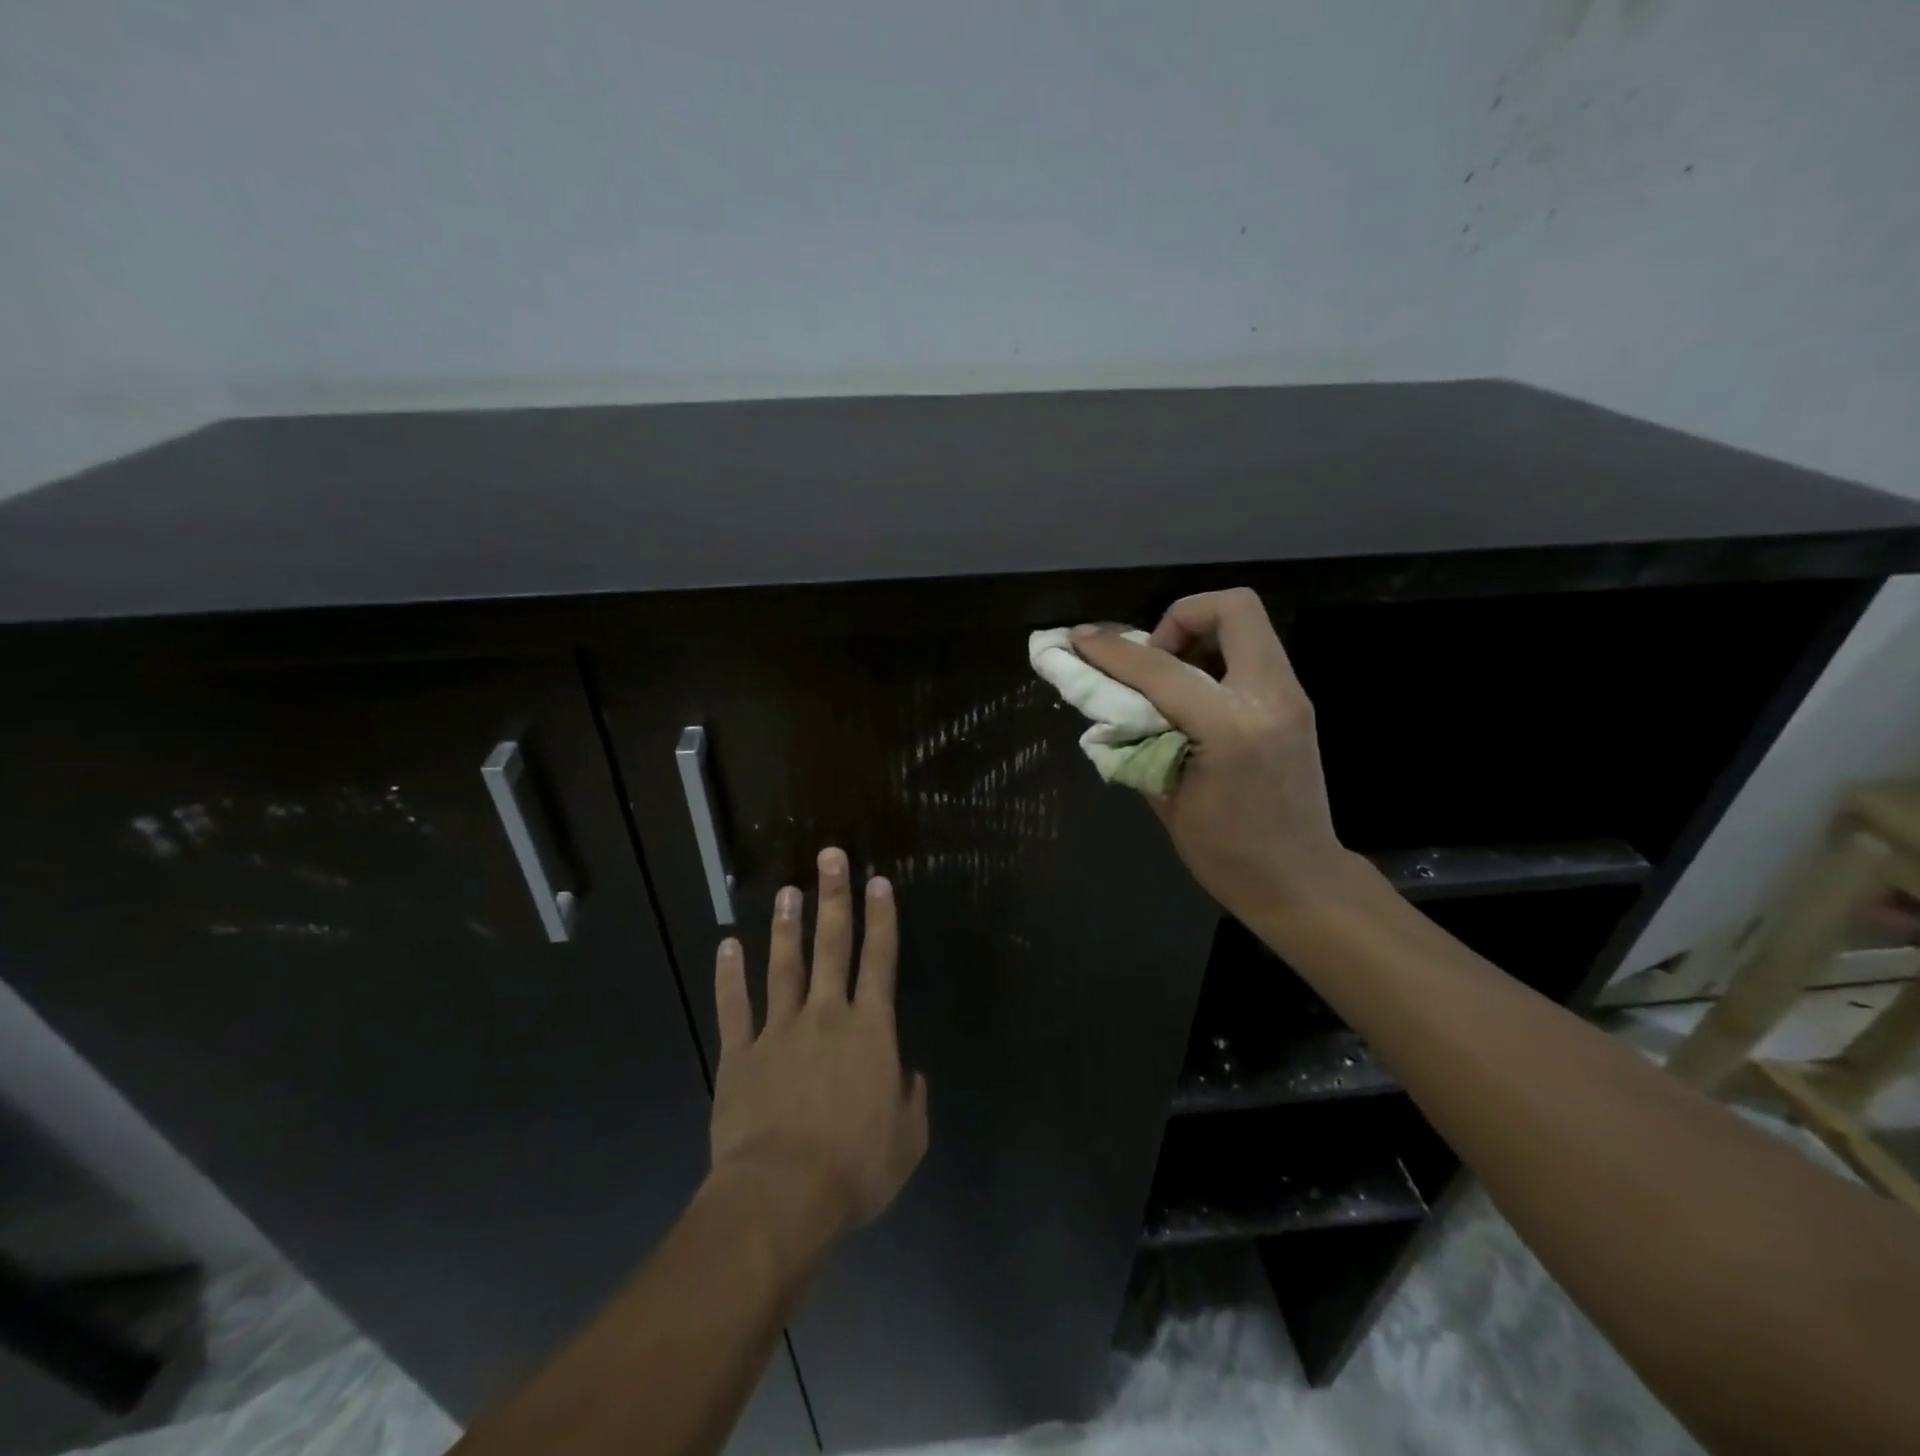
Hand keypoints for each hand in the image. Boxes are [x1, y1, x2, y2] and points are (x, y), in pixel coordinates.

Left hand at [710, 847, 928, 1240]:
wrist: (783, 1196)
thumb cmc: (855, 1169)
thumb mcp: (907, 1140)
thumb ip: (911, 1100)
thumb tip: (907, 1076)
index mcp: (870, 1031)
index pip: (880, 961)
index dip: (882, 919)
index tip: (879, 882)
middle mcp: (826, 1016)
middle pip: (832, 946)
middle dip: (834, 898)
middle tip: (829, 857)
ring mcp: (779, 1031)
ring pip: (784, 966)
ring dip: (786, 927)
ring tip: (787, 891)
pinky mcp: (740, 1054)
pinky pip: (734, 1007)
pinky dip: (729, 976)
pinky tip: (727, 946)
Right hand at [1072, 588, 1355, 923]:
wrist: (1300, 882)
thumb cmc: (1227, 855)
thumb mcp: (1166, 799)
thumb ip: (1137, 740)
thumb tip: (1109, 705)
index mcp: (1231, 727)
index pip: (1161, 668)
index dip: (1112, 650)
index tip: (1080, 639)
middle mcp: (1269, 697)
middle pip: (1233, 607)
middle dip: (1180, 617)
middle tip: (1152, 657)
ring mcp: (1290, 697)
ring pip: (1246, 625)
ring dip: (1199, 636)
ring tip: (1169, 679)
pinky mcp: (1294, 704)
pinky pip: (1251, 654)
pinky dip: (1215, 658)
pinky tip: (1193, 698)